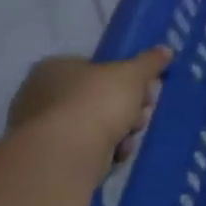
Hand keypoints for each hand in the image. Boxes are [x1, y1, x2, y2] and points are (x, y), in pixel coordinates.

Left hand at [7, 47, 171, 161]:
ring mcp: (42, 128)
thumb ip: (150, 61)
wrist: (67, 153)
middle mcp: (41, 95)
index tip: (146, 88)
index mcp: (55, 68)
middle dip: (128, 105)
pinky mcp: (50, 156)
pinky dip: (106, 148)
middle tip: (142, 111)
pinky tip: (117, 152)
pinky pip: (88, 146)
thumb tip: (165, 50)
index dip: (126, 77)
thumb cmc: (97, 102)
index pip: (97, 67)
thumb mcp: (133, 74)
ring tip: (130, 135)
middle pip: (100, 96)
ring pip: (97, 123)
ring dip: (122, 128)